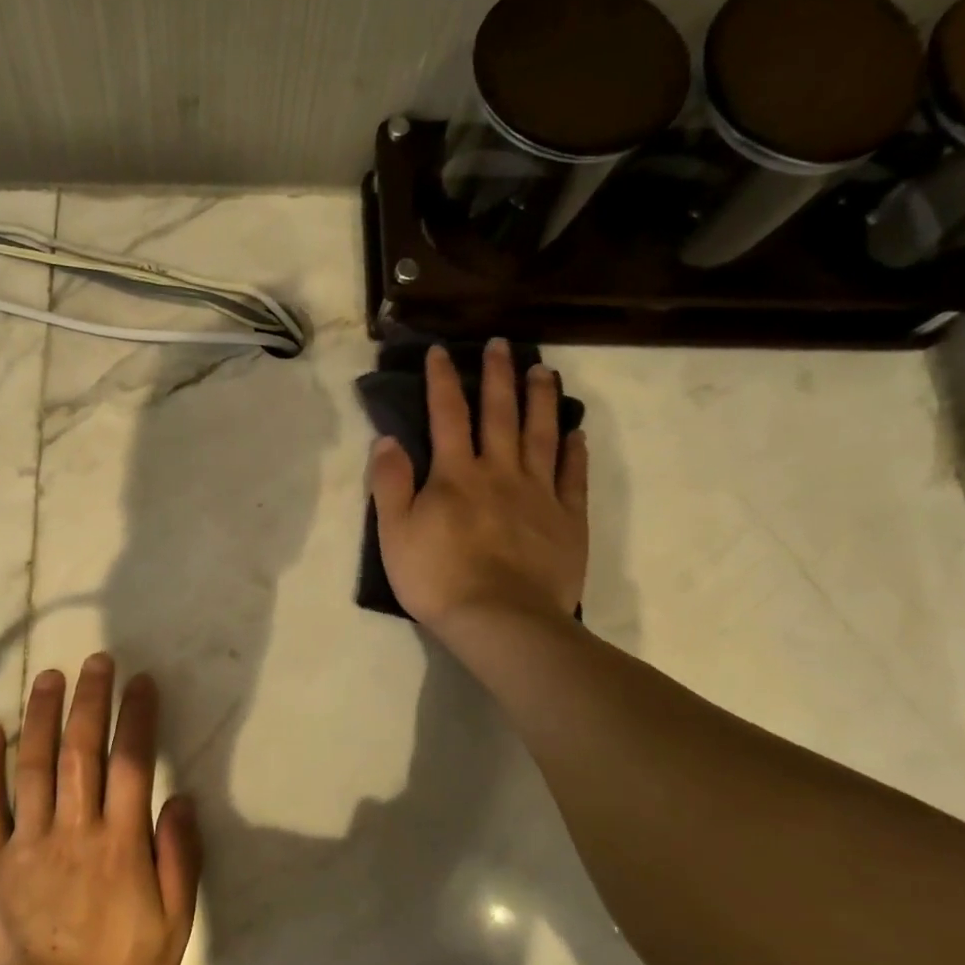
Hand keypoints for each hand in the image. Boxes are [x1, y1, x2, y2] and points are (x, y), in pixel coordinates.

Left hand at [0, 654, 201, 964]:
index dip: (137, 716)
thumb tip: (181, 799)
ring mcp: (26, 843)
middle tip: (96, 661)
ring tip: (50, 676)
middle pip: (81, 750)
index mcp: (120, 845)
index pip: (131, 762)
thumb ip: (179, 860)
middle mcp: (73, 831)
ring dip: (42, 715)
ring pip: (33, 764)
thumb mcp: (173, 928)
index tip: (141, 682)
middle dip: (90, 699)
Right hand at [370, 340, 588, 637]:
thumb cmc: (438, 578)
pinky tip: (576, 432)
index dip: (442, 380)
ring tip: (545, 370)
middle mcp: (500, 471)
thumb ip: (390, 484)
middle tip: (503, 344)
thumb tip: (388, 439)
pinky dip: (574, 451)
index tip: (441, 351)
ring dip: (542, 399)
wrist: (500, 620)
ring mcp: (539, 493)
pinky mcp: (567, 519)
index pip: (447, 415)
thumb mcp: (394, 533)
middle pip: (500, 413)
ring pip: (541, 434)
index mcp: (456, 474)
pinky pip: (572, 476)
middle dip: (498, 375)